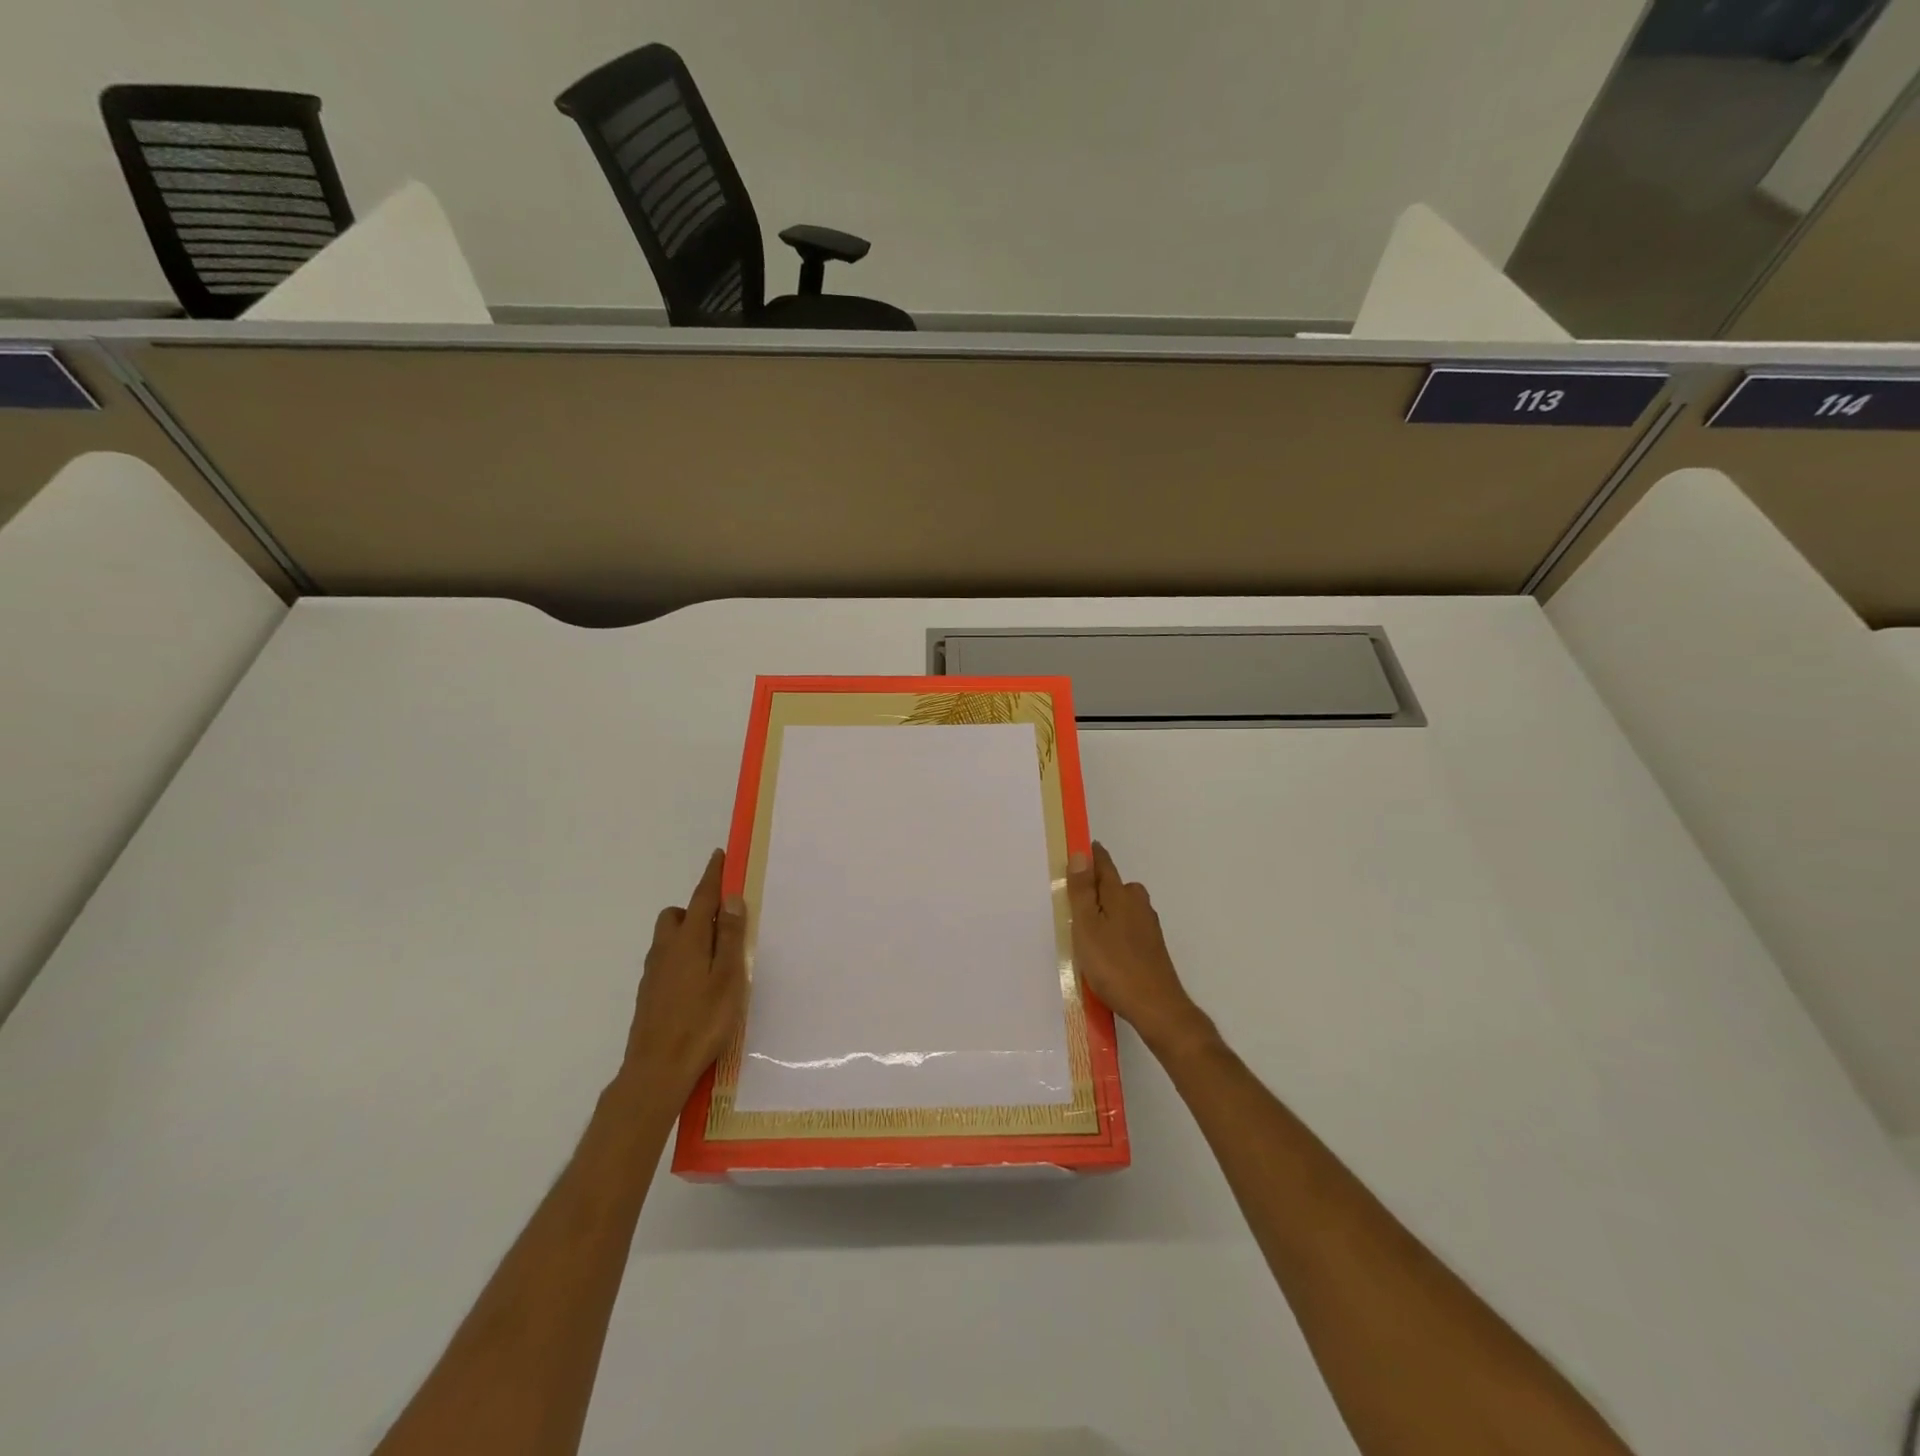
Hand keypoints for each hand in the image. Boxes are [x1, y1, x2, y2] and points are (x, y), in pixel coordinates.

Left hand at [623, 849, 747, 1102]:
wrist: (657, 1070)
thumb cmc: (702, 1021)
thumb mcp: (727, 977)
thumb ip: (728, 936)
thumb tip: (730, 899)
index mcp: (687, 941)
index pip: (702, 898)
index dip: (712, 876)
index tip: (719, 856)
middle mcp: (665, 951)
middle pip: (676, 916)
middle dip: (695, 910)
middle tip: (721, 925)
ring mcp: (653, 974)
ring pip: (668, 940)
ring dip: (688, 936)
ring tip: (713, 958)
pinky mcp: (649, 996)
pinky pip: (666, 962)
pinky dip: (681, 959)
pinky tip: (697, 985)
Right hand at [1067, 842, 1216, 1061]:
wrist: (1156, 1007)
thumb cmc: (1114, 965)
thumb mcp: (1087, 927)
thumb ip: (1082, 891)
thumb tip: (1081, 853)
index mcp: (1120, 894)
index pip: (1104, 865)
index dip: (1091, 856)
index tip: (1078, 849)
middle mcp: (1138, 904)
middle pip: (1114, 885)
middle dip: (1096, 885)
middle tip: (1072, 895)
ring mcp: (1148, 926)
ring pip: (1121, 907)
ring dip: (1105, 909)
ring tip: (1084, 926)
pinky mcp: (1151, 947)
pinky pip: (1127, 926)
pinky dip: (1114, 928)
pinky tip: (1104, 948)